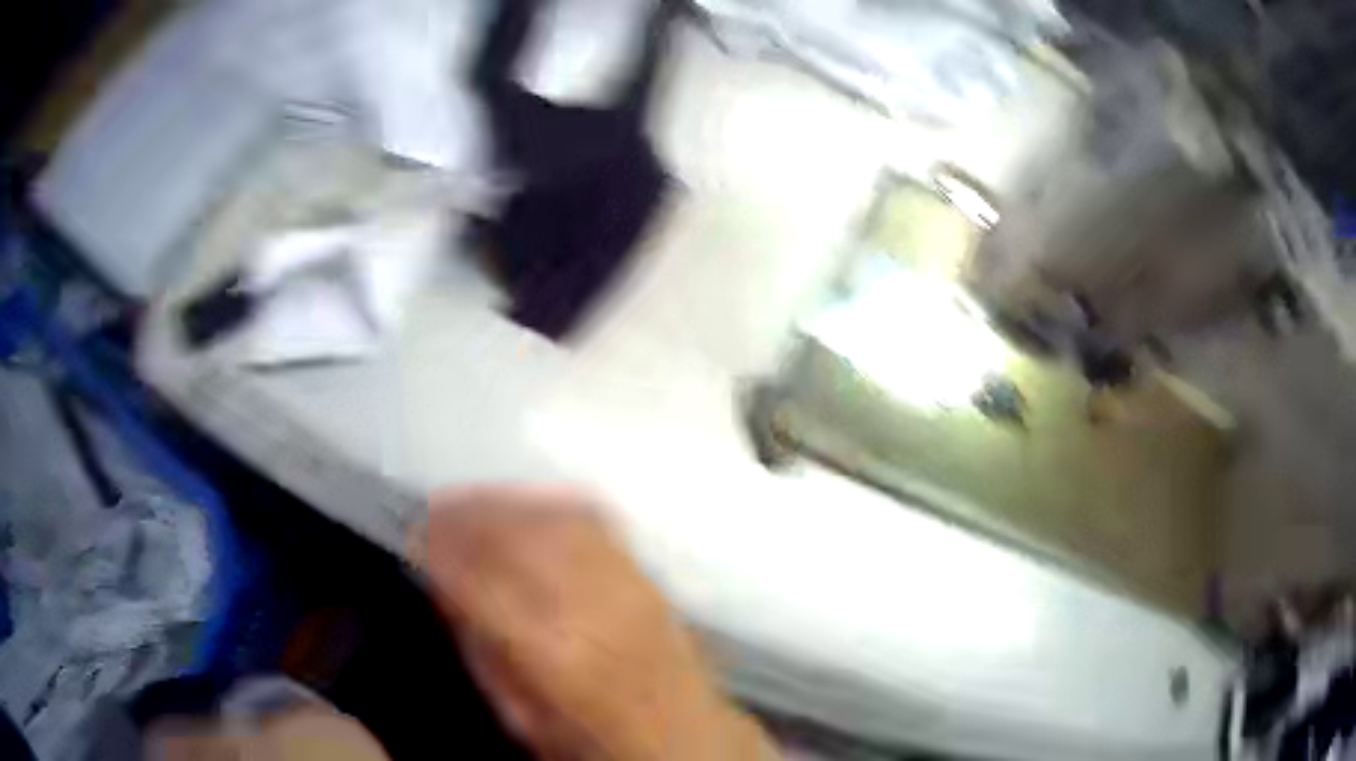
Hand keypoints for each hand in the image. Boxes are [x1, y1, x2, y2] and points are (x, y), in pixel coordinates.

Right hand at [419, 485, 776, 760]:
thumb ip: (480, 650)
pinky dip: (550, 502)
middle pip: (520, 537)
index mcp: (552, 655)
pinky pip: (595, 520)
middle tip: (434, 507)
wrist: (686, 740)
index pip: (481, 582)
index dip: (441, 550)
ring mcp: (626, 585)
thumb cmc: (593, 741)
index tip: (413, 533)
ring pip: (555, 518)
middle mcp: (592, 608)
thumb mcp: (520, 716)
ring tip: (471, 500)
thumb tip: (444, 586)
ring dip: (506, 501)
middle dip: (469, 513)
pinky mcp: (648, 576)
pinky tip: (525, 500)